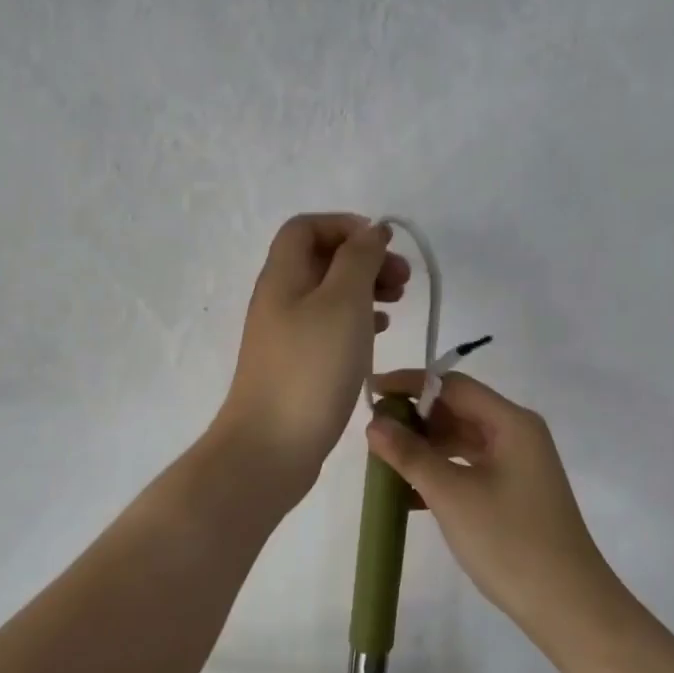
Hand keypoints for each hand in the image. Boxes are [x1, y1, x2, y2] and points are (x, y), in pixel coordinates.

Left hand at [214, 215, 408, 499]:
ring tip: (399, 302)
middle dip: (363, 259)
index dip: (345, 225)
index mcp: (282, 276)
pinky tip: (379, 332)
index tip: (383, 247)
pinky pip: (328, 328)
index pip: (306, 227)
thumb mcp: (343, 303)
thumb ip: (358, 260)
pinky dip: (356, 321)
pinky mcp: (296, 366)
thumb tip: (370, 231)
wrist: (271, 447)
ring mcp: (285, 335)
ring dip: (364, 290)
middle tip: (402, 280)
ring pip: (327, 295)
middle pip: (320, 259)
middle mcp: (279, 299)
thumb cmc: (311, 368)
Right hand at [366, 370, 622, 642]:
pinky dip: (440, 472)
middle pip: (458, 410)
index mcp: (511, 423)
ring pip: (461, 441)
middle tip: (372, 432)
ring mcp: (517, 465)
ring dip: (424, 447)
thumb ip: (410, 454)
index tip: (371, 392)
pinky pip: (468, 467)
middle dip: (415, 418)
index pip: (452, 385)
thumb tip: (375, 423)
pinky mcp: (512, 492)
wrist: (567, 605)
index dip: (410, 384)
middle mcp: (517, 435)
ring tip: (383, 461)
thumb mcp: (451, 494)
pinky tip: (408, 492)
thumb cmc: (509, 541)